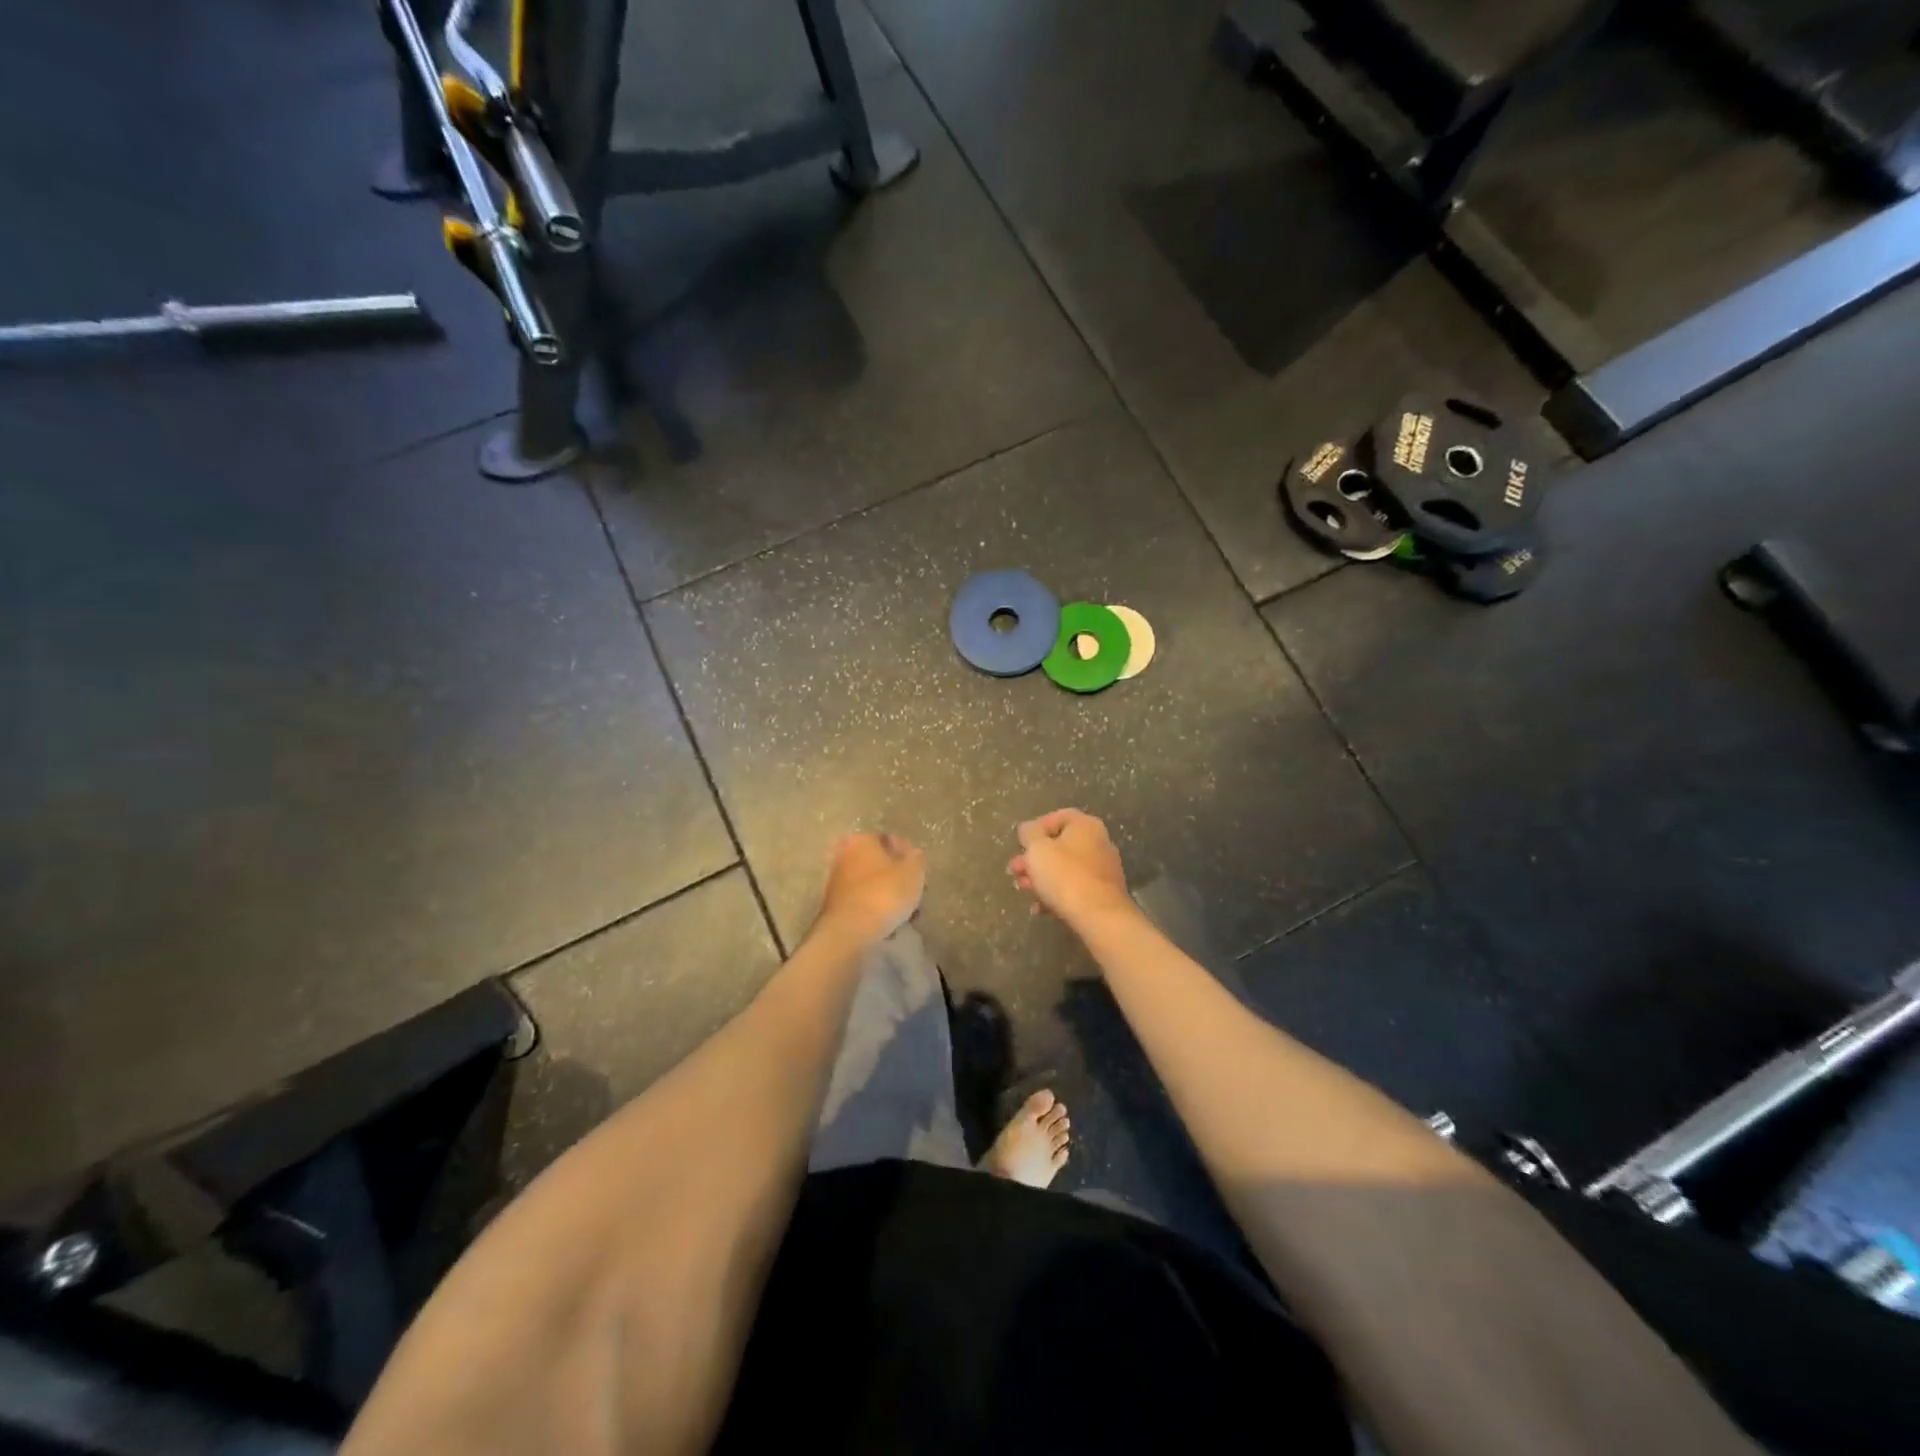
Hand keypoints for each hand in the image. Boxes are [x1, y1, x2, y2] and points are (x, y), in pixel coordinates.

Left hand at [820, 832, 925, 942]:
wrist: (849, 932)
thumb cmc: (884, 894)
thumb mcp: (913, 873)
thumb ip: (917, 859)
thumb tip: (913, 854)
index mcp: (862, 840)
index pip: (890, 840)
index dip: (908, 855)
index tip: (920, 872)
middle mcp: (844, 855)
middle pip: (878, 863)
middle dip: (896, 877)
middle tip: (913, 892)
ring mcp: (836, 881)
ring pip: (870, 883)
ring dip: (886, 894)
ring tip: (904, 913)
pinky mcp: (834, 905)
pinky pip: (862, 901)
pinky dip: (875, 909)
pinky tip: (888, 924)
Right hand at [1007, 810, 1134, 926]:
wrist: (1099, 916)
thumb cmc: (1064, 875)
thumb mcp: (1037, 849)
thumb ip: (1028, 834)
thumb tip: (1028, 830)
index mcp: (1086, 825)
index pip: (1058, 817)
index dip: (1035, 828)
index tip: (1020, 844)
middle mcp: (1099, 842)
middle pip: (1060, 845)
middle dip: (1034, 858)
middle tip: (1015, 870)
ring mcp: (1104, 869)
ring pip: (1066, 868)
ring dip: (1042, 877)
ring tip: (1024, 890)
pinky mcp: (1104, 893)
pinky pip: (1075, 888)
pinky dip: (1056, 894)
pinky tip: (1040, 908)